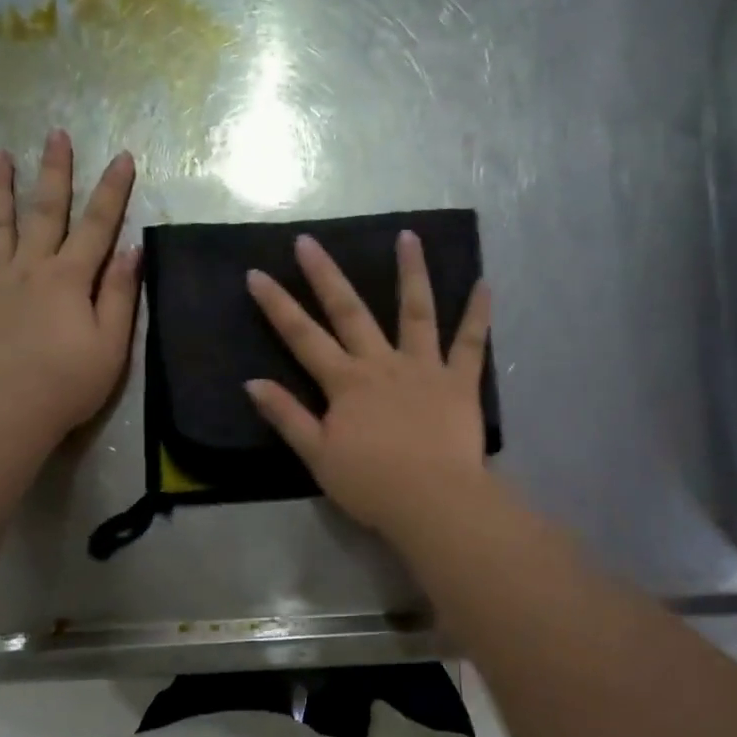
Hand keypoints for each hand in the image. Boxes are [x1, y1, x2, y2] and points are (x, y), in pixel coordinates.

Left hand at [0, 130, 140, 438]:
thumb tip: (132, 249)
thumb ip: (121, 294)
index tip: (122, 156)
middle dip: (54, 172)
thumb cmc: (70, 382)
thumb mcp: (112, 343)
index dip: (112, 191)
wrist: (9, 411)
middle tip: (55, 135)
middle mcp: (30, 268)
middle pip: (45, 212)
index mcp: (70, 278)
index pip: (97, 225)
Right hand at [245, 231, 492, 538]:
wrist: (432, 501)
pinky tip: (485, 284)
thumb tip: (252, 383)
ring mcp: (424, 367)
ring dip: (411, 272)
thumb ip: (287, 416)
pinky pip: (471, 342)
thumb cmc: (371, 484)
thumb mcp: (318, 455)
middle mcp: (382, 363)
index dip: (277, 306)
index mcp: (346, 383)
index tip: (257, 274)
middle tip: (309, 240)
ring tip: (409, 236)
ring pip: (416, 311)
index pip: (303, 337)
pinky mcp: (460, 381)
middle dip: (326, 275)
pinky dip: (478, 312)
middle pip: (350, 311)